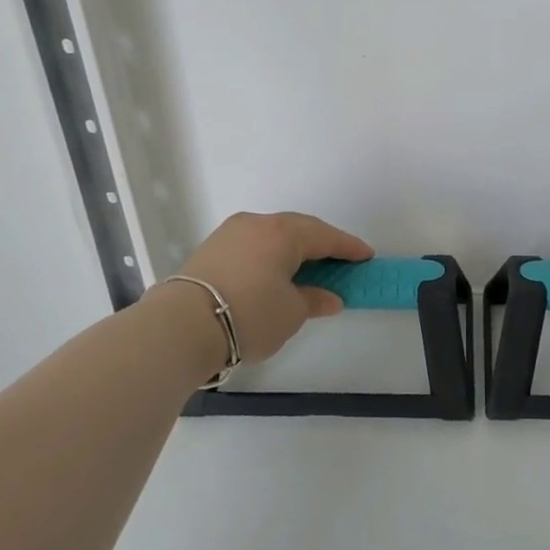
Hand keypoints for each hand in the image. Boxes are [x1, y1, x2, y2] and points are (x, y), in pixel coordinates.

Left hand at [177, 211, 373, 364]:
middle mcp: (257, 224)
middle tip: (340, 262)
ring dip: (293, 250)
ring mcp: (230, 233)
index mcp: (284, 233)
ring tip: (308, 268)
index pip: (326, 237)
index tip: (367, 256)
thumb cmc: (249, 315)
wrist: (181, 326)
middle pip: (299, 230)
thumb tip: (329, 297)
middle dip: (322, 245)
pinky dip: (270, 256)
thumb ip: (314, 300)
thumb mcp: (290, 313)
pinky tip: (275, 273)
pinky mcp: (211, 249)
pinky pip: (253, 245)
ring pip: (272, 235)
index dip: (349, 247)